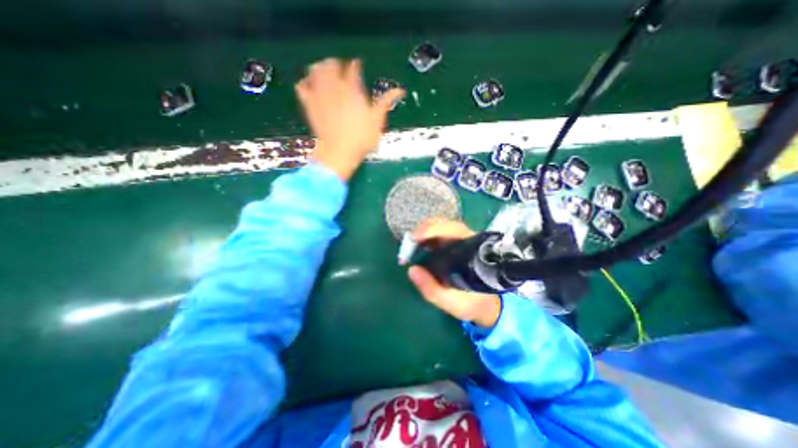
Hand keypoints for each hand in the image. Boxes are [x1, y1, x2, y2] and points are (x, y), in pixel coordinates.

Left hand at [293, 58, 406, 179]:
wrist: (339, 152)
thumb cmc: (361, 138)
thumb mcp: (377, 121)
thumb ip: (385, 102)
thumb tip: (400, 90)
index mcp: (353, 89)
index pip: (353, 68)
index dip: (356, 65)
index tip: (358, 67)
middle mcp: (334, 87)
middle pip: (331, 63)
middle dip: (336, 64)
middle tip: (341, 71)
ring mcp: (320, 94)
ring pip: (315, 70)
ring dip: (320, 69)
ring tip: (326, 75)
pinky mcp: (309, 104)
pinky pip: (302, 86)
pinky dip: (305, 83)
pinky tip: (310, 87)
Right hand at [407, 216, 500, 328]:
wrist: (487, 305)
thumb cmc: (472, 302)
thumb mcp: (451, 302)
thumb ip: (431, 289)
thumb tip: (412, 270)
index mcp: (472, 252)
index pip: (452, 230)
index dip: (432, 230)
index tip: (414, 238)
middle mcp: (468, 241)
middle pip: (445, 224)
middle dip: (424, 230)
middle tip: (408, 244)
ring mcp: (462, 240)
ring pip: (441, 226)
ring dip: (423, 233)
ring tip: (410, 247)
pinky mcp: (456, 244)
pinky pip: (439, 233)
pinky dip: (426, 237)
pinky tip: (417, 247)